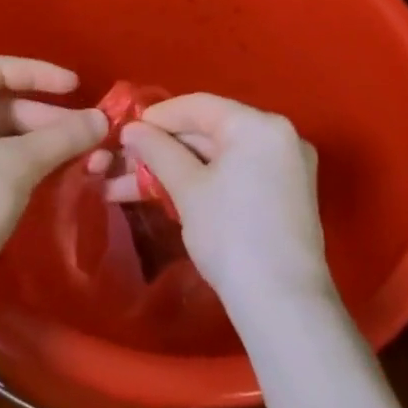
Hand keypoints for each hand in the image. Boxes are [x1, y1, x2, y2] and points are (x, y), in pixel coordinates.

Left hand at [0, 57, 107, 304]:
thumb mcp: (20, 163)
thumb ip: (63, 137)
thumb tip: (102, 119)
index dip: (40, 73)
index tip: (76, 87)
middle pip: (3, 106)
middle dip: (48, 117)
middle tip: (87, 135)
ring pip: (3, 137)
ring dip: (43, 144)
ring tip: (81, 158)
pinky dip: (27, 164)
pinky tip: (55, 177)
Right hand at [103, 94, 333, 317]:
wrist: (282, 302)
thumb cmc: (231, 234)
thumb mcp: (187, 188)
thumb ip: (157, 150)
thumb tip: (131, 129)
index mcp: (259, 125)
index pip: (199, 106)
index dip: (157, 117)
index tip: (123, 131)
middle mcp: (279, 137)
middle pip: (209, 131)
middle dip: (161, 149)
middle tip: (121, 162)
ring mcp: (286, 168)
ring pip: (218, 158)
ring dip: (175, 170)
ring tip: (127, 188)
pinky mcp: (284, 196)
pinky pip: (236, 175)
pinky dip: (202, 183)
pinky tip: (164, 196)